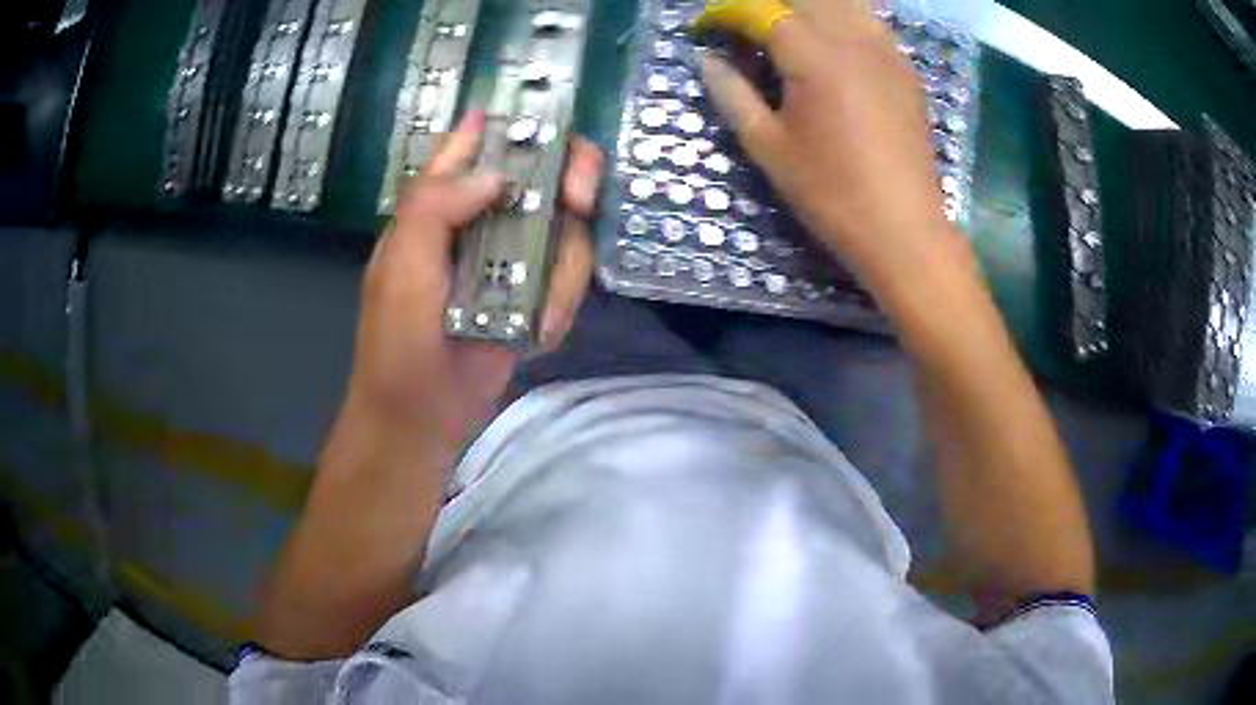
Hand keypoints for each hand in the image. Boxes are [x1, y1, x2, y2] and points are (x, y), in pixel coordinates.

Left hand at [346, 111, 604, 460]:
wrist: (422, 418)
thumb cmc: (398, 343)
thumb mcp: (401, 269)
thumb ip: (432, 208)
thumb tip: (496, 174)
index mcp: (439, 205)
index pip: (477, 144)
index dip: (512, 121)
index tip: (551, 119)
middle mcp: (481, 221)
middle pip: (541, 173)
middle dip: (569, 181)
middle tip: (579, 200)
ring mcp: (512, 257)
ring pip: (566, 230)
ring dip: (564, 270)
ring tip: (536, 315)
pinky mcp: (535, 293)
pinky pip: (570, 279)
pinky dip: (561, 305)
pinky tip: (534, 333)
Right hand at [699, 1, 969, 292]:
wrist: (904, 230)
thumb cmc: (831, 194)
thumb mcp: (769, 148)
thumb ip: (732, 94)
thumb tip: (707, 60)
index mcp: (815, 57)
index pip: (762, 10)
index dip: (727, 12)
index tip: (706, 27)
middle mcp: (854, 40)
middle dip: (767, 5)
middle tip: (745, 28)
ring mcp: (887, 51)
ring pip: (844, 3)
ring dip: (809, 6)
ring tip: (787, 30)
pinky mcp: (905, 69)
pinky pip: (870, 21)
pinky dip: (843, 17)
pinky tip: (831, 40)